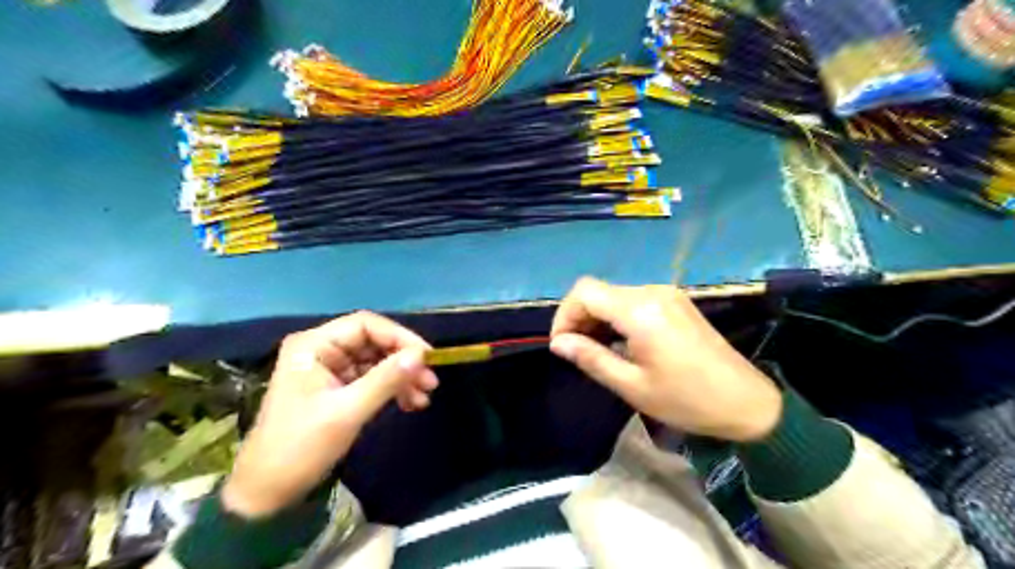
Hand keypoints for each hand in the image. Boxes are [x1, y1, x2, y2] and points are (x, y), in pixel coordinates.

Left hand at [223, 314, 439, 517]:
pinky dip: (392, 389)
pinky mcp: (336, 388)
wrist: (267, 493)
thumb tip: (421, 356)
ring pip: (376, 361)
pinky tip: (410, 403)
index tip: (427, 357)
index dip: (400, 337)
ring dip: (402, 377)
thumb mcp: (347, 412)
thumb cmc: (300, 448)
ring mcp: (329, 369)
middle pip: (374, 342)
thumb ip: (385, 380)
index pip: (366, 325)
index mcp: (314, 345)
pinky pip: (372, 378)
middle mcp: (321, 349)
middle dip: (404, 361)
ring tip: (424, 397)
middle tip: (431, 382)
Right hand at [552, 277, 777, 441]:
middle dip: (579, 317)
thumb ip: (591, 358)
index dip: (565, 314)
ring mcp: (666, 294)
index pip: (584, 292)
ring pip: (614, 295)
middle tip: (575, 352)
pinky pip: (634, 300)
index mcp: (640, 310)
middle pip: (598, 291)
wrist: (746, 402)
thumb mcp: (632, 386)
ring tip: (595, 350)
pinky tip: (620, 342)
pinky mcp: (676, 301)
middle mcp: (652, 292)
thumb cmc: (686, 399)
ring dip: (597, 318)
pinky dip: (617, 317)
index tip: (562, 344)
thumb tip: (558, 343)